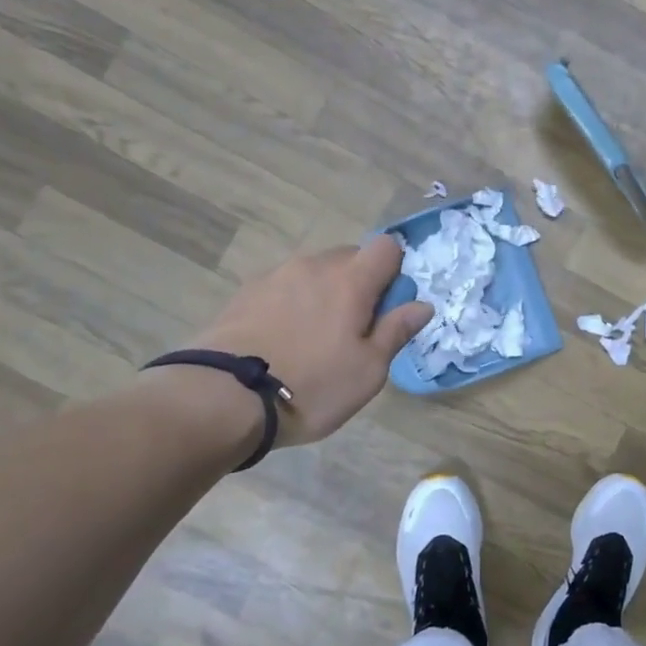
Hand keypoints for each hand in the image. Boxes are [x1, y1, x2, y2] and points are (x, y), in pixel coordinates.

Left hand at [175, 236, 432, 448]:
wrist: (222, 398)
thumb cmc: (312, 385)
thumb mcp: (369, 370)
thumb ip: (397, 331)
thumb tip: (423, 305)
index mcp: (351, 280)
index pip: (387, 247)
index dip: (396, 270)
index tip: (390, 306)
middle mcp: (313, 266)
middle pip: (349, 257)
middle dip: (360, 283)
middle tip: (354, 329)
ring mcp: (274, 276)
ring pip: (314, 273)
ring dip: (323, 293)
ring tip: (314, 338)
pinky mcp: (244, 293)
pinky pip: (283, 288)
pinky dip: (292, 304)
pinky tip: (282, 340)